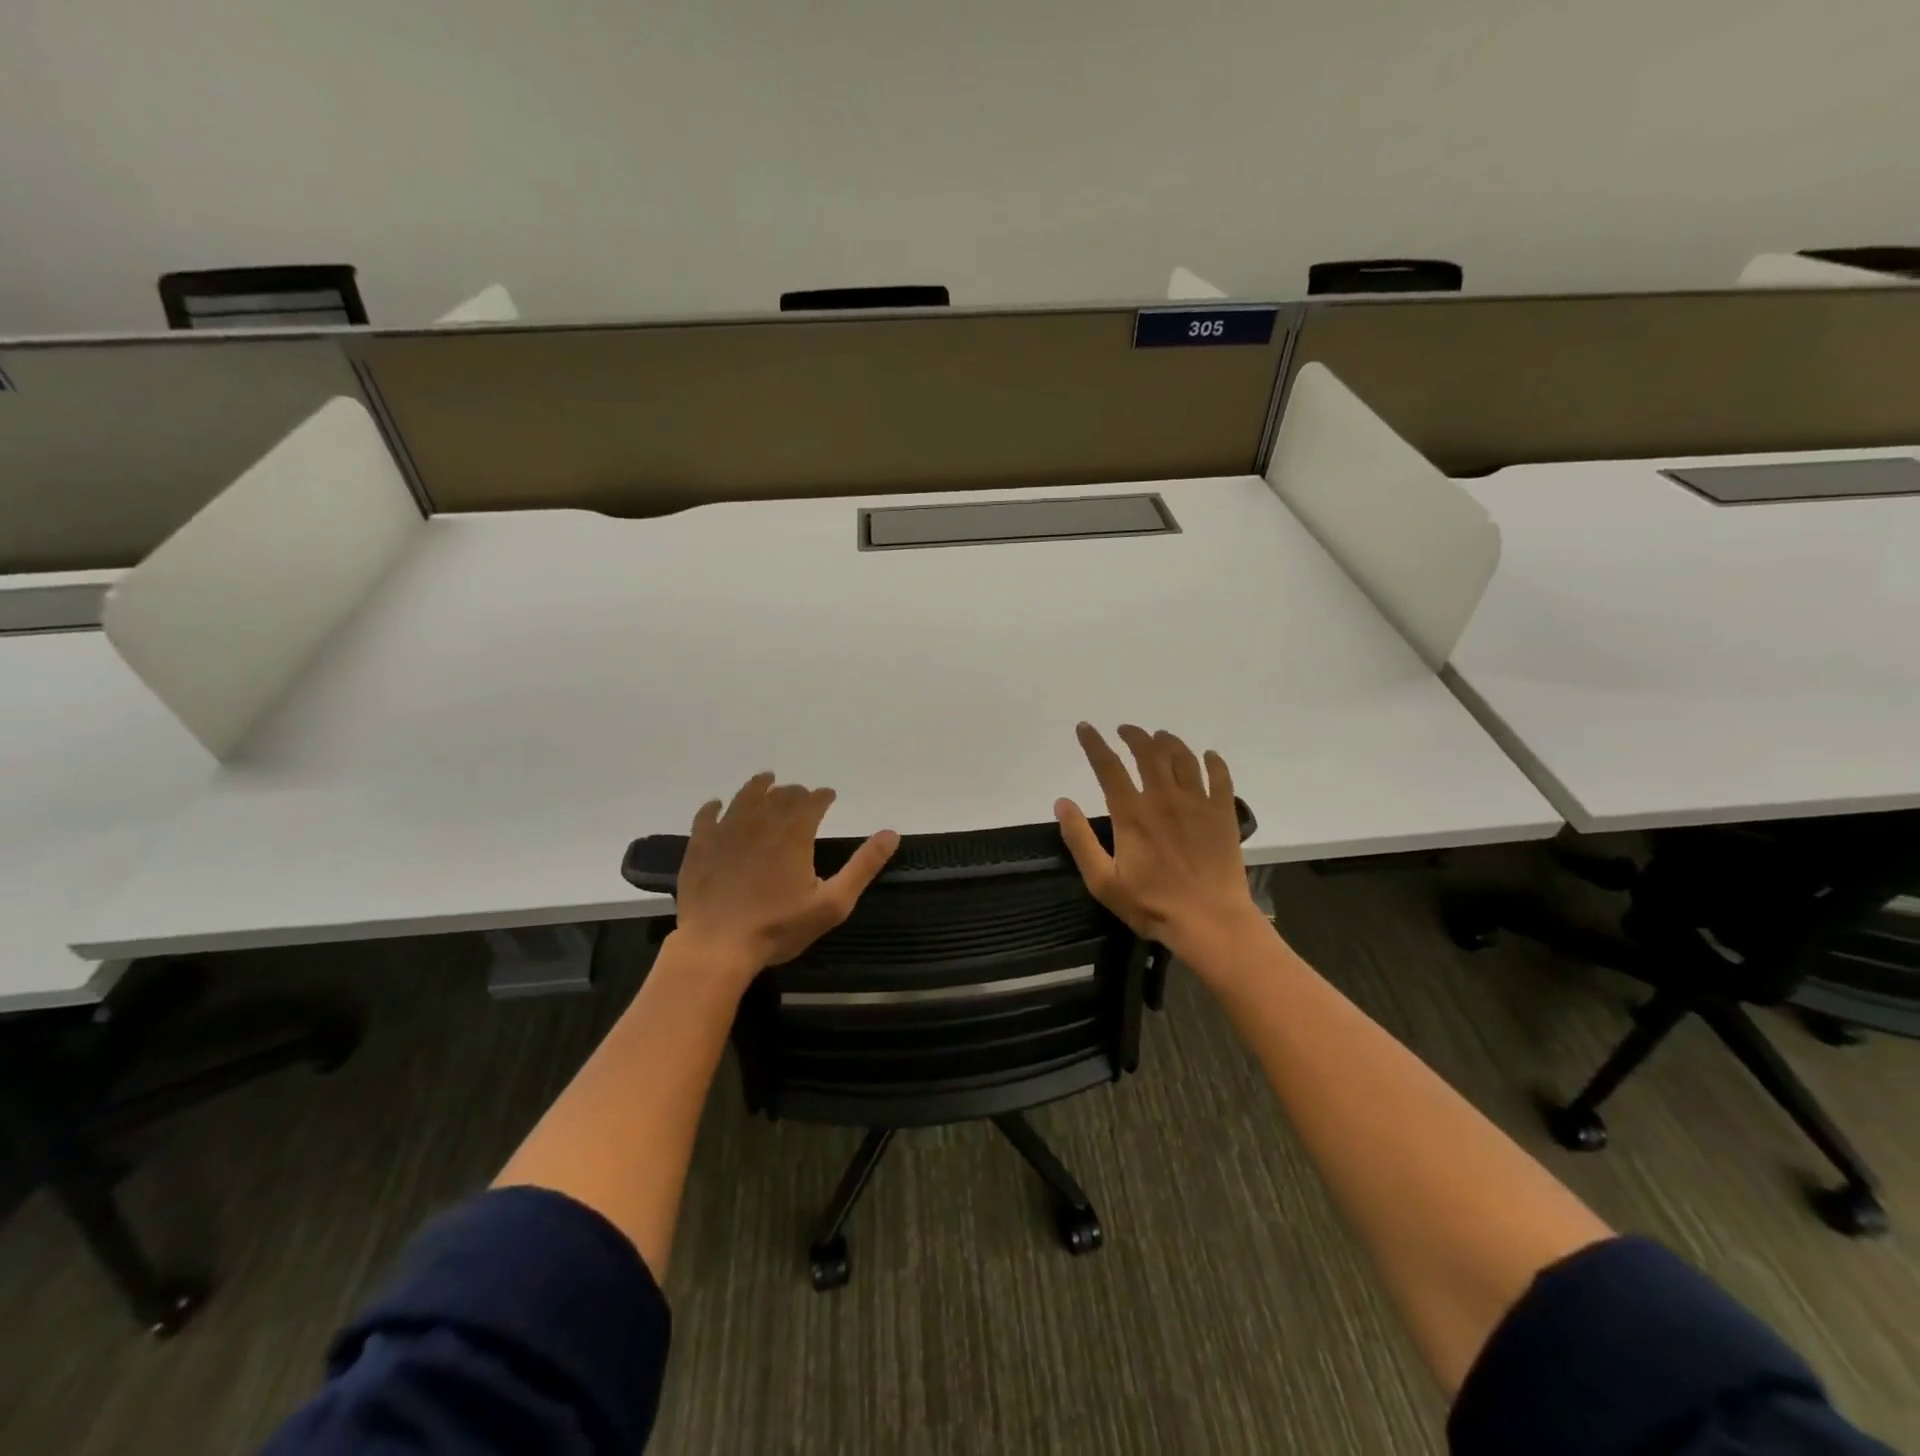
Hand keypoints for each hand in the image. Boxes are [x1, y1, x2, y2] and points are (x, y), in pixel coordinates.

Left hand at [672, 773, 898, 982]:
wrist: (716, 946)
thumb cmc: (778, 927)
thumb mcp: (832, 903)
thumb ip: (863, 866)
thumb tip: (891, 833)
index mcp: (794, 833)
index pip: (813, 801)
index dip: (823, 796)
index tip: (829, 796)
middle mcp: (761, 822)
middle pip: (780, 795)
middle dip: (794, 791)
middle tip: (801, 794)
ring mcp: (726, 831)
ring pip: (744, 797)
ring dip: (758, 787)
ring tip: (766, 781)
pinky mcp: (700, 846)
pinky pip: (706, 816)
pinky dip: (714, 807)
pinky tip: (717, 805)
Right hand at [1055, 723, 1265, 965]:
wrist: (1210, 921)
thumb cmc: (1151, 904)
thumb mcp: (1102, 880)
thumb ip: (1079, 839)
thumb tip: (1062, 802)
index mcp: (1132, 813)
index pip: (1108, 767)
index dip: (1094, 744)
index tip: (1085, 728)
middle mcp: (1164, 798)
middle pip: (1148, 753)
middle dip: (1134, 735)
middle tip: (1126, 730)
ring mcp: (1197, 804)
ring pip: (1183, 758)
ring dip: (1169, 742)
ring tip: (1160, 737)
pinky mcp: (1223, 814)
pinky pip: (1220, 777)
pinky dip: (1213, 762)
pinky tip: (1208, 756)